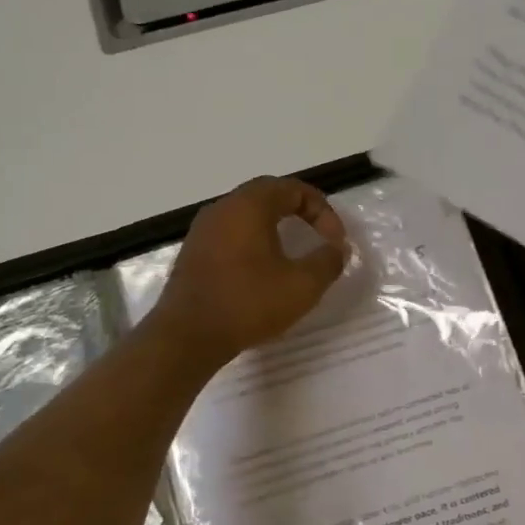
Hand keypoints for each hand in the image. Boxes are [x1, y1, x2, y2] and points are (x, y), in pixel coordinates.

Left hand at [147, 177, 349, 366]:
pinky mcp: (193, 254)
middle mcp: (222, 208)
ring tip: (294, 254)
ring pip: (246, 216)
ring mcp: (203, 230)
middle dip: (299, 212)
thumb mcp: (302, 285)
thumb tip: (337, 249)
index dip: (322, 210)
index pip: (293, 189)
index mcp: (249, 206)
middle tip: (319, 237)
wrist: (187, 336)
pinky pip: (230, 235)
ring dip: (275, 228)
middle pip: (268, 196)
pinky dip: (254, 243)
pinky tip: (263, 272)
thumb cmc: (248, 303)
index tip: (336, 241)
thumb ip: (327, 262)